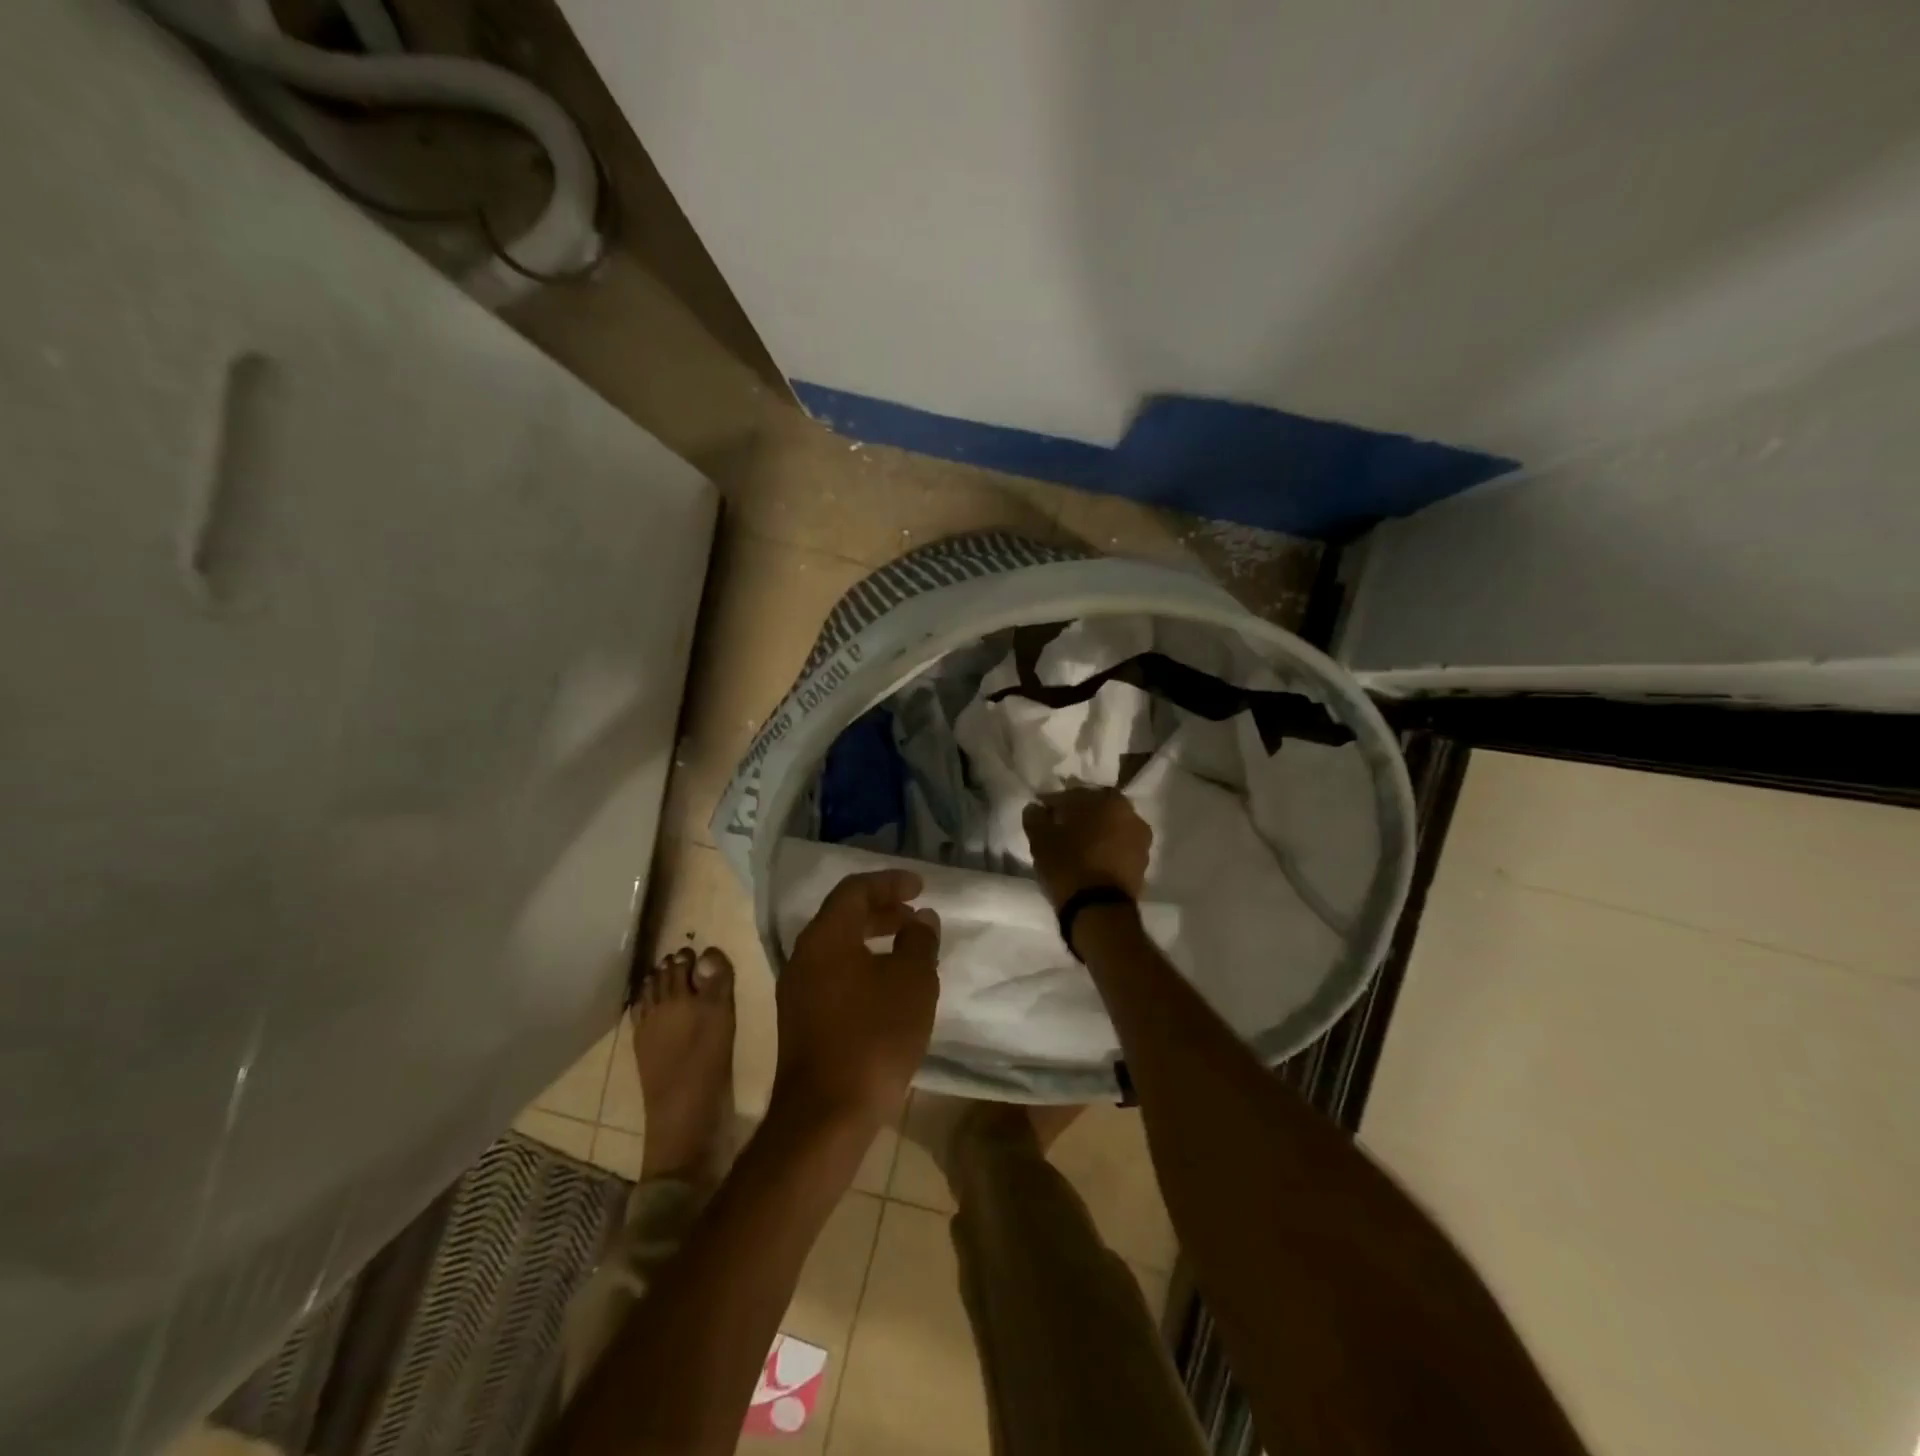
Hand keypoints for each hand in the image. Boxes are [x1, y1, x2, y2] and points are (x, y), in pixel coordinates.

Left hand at [774, 869, 939, 1129]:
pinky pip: (834, 973)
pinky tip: (888, 986)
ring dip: (872, 938)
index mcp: (825, 937)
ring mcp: (798, 989)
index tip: (921, 887)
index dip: (889, 882)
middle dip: (882, 909)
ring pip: (838, 946)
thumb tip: (921, 919)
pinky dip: (862, 964)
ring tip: (908, 948)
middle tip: (915, 914)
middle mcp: (804, 955)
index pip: (855, 890)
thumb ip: (919, 941)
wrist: (826, 1115)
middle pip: (843, 915)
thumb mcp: (912, 982)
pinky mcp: (801, 1019)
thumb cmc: (873, 1037)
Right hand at [1022, 787, 1151, 908]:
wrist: (1100, 910)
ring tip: (1075, 847)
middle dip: (1079, 815)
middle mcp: (1130, 814)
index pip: (1073, 794)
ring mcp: (1141, 840)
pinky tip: (1090, 861)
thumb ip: (1035, 817)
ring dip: (1095, 832)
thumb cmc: (1069, 865)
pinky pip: (1119, 848)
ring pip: (1111, 828)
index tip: (1041, 813)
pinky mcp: (1143, 864)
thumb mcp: (1040, 839)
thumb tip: (1035, 808)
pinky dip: (1106, 850)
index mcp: (1107, 800)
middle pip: (1097, 808)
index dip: (1054, 803)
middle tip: (1059, 828)